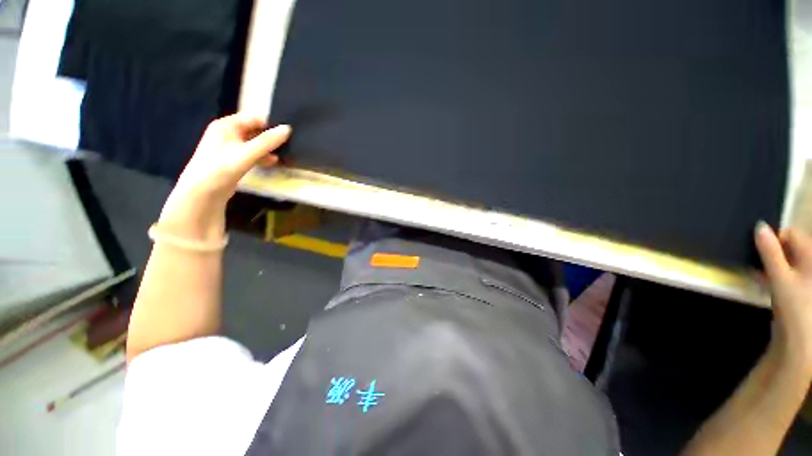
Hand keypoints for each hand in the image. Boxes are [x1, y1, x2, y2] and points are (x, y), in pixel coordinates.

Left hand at [158, 114, 291, 240]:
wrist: (203, 192)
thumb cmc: (222, 167)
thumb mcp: (247, 153)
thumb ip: (268, 141)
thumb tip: (288, 128)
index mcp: (227, 125)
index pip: (254, 118)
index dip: (271, 124)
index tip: (288, 133)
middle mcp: (227, 133)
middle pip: (254, 130)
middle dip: (271, 138)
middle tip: (289, 145)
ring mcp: (229, 147)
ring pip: (254, 143)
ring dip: (268, 149)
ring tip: (284, 154)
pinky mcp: (233, 160)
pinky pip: (251, 154)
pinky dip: (262, 157)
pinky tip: (273, 162)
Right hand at [755, 222, 811, 372]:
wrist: (800, 342)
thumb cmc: (794, 306)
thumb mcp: (780, 278)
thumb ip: (769, 252)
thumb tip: (759, 227)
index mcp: (811, 256)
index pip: (791, 234)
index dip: (774, 239)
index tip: (759, 252)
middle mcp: (811, 263)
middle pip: (790, 248)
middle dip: (773, 254)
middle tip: (759, 266)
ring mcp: (807, 278)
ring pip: (788, 262)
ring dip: (773, 266)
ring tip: (761, 276)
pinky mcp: (802, 290)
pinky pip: (788, 274)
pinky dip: (777, 276)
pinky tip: (768, 285)